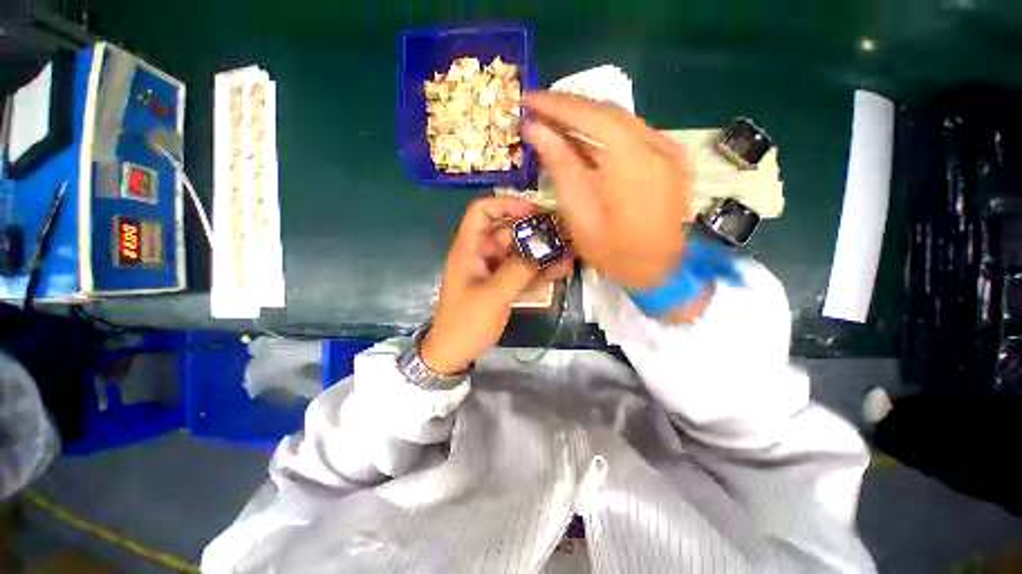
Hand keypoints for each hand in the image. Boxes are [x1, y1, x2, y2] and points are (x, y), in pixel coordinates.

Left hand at [421, 197, 573, 374]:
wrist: (455, 352)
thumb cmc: (466, 322)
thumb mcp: (491, 295)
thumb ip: (516, 272)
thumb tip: (539, 255)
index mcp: (470, 249)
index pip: (482, 212)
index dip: (506, 204)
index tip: (533, 211)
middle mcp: (482, 254)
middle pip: (508, 232)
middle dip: (534, 231)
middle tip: (562, 234)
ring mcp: (493, 271)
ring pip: (519, 253)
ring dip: (541, 252)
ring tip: (568, 253)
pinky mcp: (502, 285)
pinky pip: (522, 272)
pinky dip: (539, 271)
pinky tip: (560, 271)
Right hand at [523, 92, 692, 290]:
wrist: (660, 273)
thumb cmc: (614, 252)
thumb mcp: (579, 214)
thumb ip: (561, 167)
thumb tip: (536, 130)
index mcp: (632, 161)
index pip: (590, 115)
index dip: (555, 104)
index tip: (527, 99)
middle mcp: (657, 145)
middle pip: (608, 112)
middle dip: (569, 108)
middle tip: (538, 110)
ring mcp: (669, 150)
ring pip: (622, 121)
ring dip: (587, 120)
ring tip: (555, 124)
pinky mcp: (671, 159)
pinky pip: (634, 135)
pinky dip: (606, 134)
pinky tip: (586, 142)